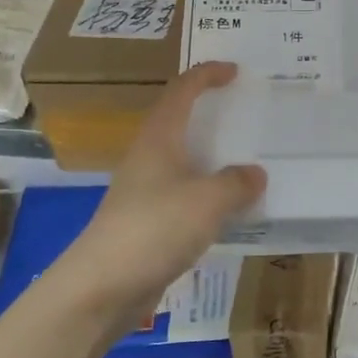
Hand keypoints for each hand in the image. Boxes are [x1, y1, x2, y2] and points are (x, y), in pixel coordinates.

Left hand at [57, 62, 265, 322]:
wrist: (102, 286)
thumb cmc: (155, 228)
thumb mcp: (208, 200)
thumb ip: (236, 182)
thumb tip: (255, 174)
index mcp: (159, 138)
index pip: (182, 90)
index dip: (207, 75)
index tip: (235, 71)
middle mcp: (149, 157)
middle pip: (180, 122)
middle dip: (210, 113)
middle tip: (246, 113)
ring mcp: (145, 191)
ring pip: (184, 161)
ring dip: (212, 156)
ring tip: (246, 159)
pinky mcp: (148, 222)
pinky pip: (185, 194)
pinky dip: (209, 192)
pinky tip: (230, 208)